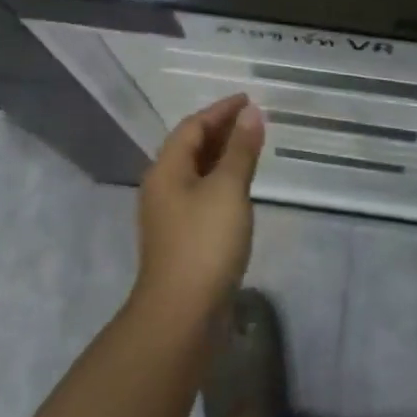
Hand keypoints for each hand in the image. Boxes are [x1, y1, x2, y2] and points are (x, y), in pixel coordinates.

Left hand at [134, 94, 265, 321]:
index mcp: (167, 170)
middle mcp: (163, 187)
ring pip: (197, 172)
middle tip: (253, 120)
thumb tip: (251, 113)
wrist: (181, 316)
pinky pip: (202, 194)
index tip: (248, 100)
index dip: (220, 110)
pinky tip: (241, 187)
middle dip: (221, 130)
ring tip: (252, 147)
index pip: (193, 126)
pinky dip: (222, 180)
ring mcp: (171, 216)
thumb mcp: (228, 189)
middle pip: (191, 147)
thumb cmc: (204, 243)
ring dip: (223, 155)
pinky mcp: (182, 238)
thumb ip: (241, 149)